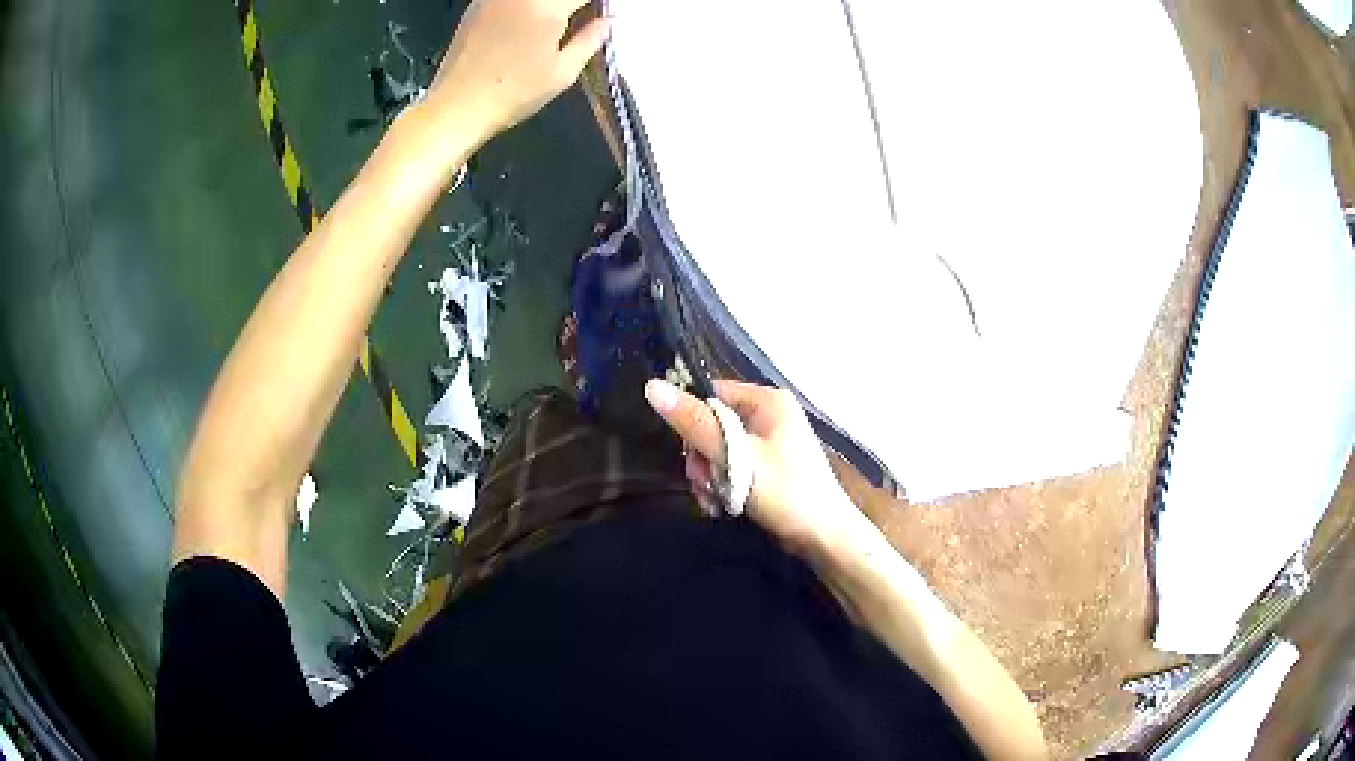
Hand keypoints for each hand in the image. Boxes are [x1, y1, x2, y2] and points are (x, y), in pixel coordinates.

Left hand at [428, 0, 609, 146]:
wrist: (456, 107)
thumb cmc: (512, 94)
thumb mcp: (562, 72)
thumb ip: (591, 39)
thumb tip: (609, 21)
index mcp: (546, 6)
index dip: (598, 4)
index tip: (603, 14)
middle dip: (573, 4)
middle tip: (585, 17)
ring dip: (551, 6)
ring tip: (557, 22)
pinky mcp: (477, 4)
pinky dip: (527, 6)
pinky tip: (527, 22)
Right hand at [644, 379, 876, 556]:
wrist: (823, 537)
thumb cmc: (785, 492)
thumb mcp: (735, 456)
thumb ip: (695, 423)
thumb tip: (652, 387)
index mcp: (768, 402)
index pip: (712, 396)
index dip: (694, 424)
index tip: (692, 455)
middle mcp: (770, 416)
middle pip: (712, 427)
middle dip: (703, 460)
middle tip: (707, 485)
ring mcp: (771, 443)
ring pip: (719, 452)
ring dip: (710, 478)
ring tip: (717, 501)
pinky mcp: (768, 468)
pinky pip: (733, 468)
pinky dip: (723, 487)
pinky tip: (723, 506)